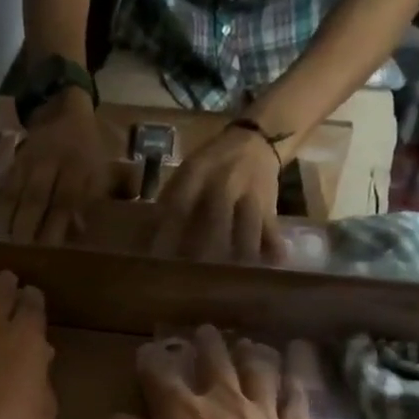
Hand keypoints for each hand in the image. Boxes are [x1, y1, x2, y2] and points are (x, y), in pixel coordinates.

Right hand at [0, 92, 118, 244]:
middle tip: (18, 254)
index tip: (48, 252)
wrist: (67, 112)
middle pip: (36, 197)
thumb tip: (77, 231)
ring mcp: (29, 160)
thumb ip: (90, 200)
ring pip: (15, 191)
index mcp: (78, 166)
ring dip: (6, 218)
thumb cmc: (88, 151)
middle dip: (26, 227)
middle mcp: (52, 162)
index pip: (65, 200)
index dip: (55, 226)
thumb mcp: (100, 173)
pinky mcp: (14, 161)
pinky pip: (2, 184)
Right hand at [111, 326, 310, 418]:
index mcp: (178, 409)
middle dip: (207, 343)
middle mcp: (220, 399)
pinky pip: (294, 399)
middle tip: (206, 331)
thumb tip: (119, 418)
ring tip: (249, 344)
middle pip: (214, 360)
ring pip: (258, 370)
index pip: (158, 373)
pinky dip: (292, 384)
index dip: (150, 360)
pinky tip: (292, 375)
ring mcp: (260, 412)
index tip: (146, 352)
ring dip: (251, 353)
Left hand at [149, 126, 286, 264]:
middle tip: (191, 274)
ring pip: (247, 226)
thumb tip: (145, 235)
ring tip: (230, 277)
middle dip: (203, 248)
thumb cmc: (212, 163)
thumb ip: (170, 198)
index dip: (167, 231)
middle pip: (215, 219)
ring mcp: (250, 193)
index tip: (156, 256)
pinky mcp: (269, 204)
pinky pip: (271, 227)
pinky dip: (273, 246)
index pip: (180, 204)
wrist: (256, 140)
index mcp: (197, 172)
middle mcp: (225, 182)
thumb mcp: (187, 171)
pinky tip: (272, 264)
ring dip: (239, 252)